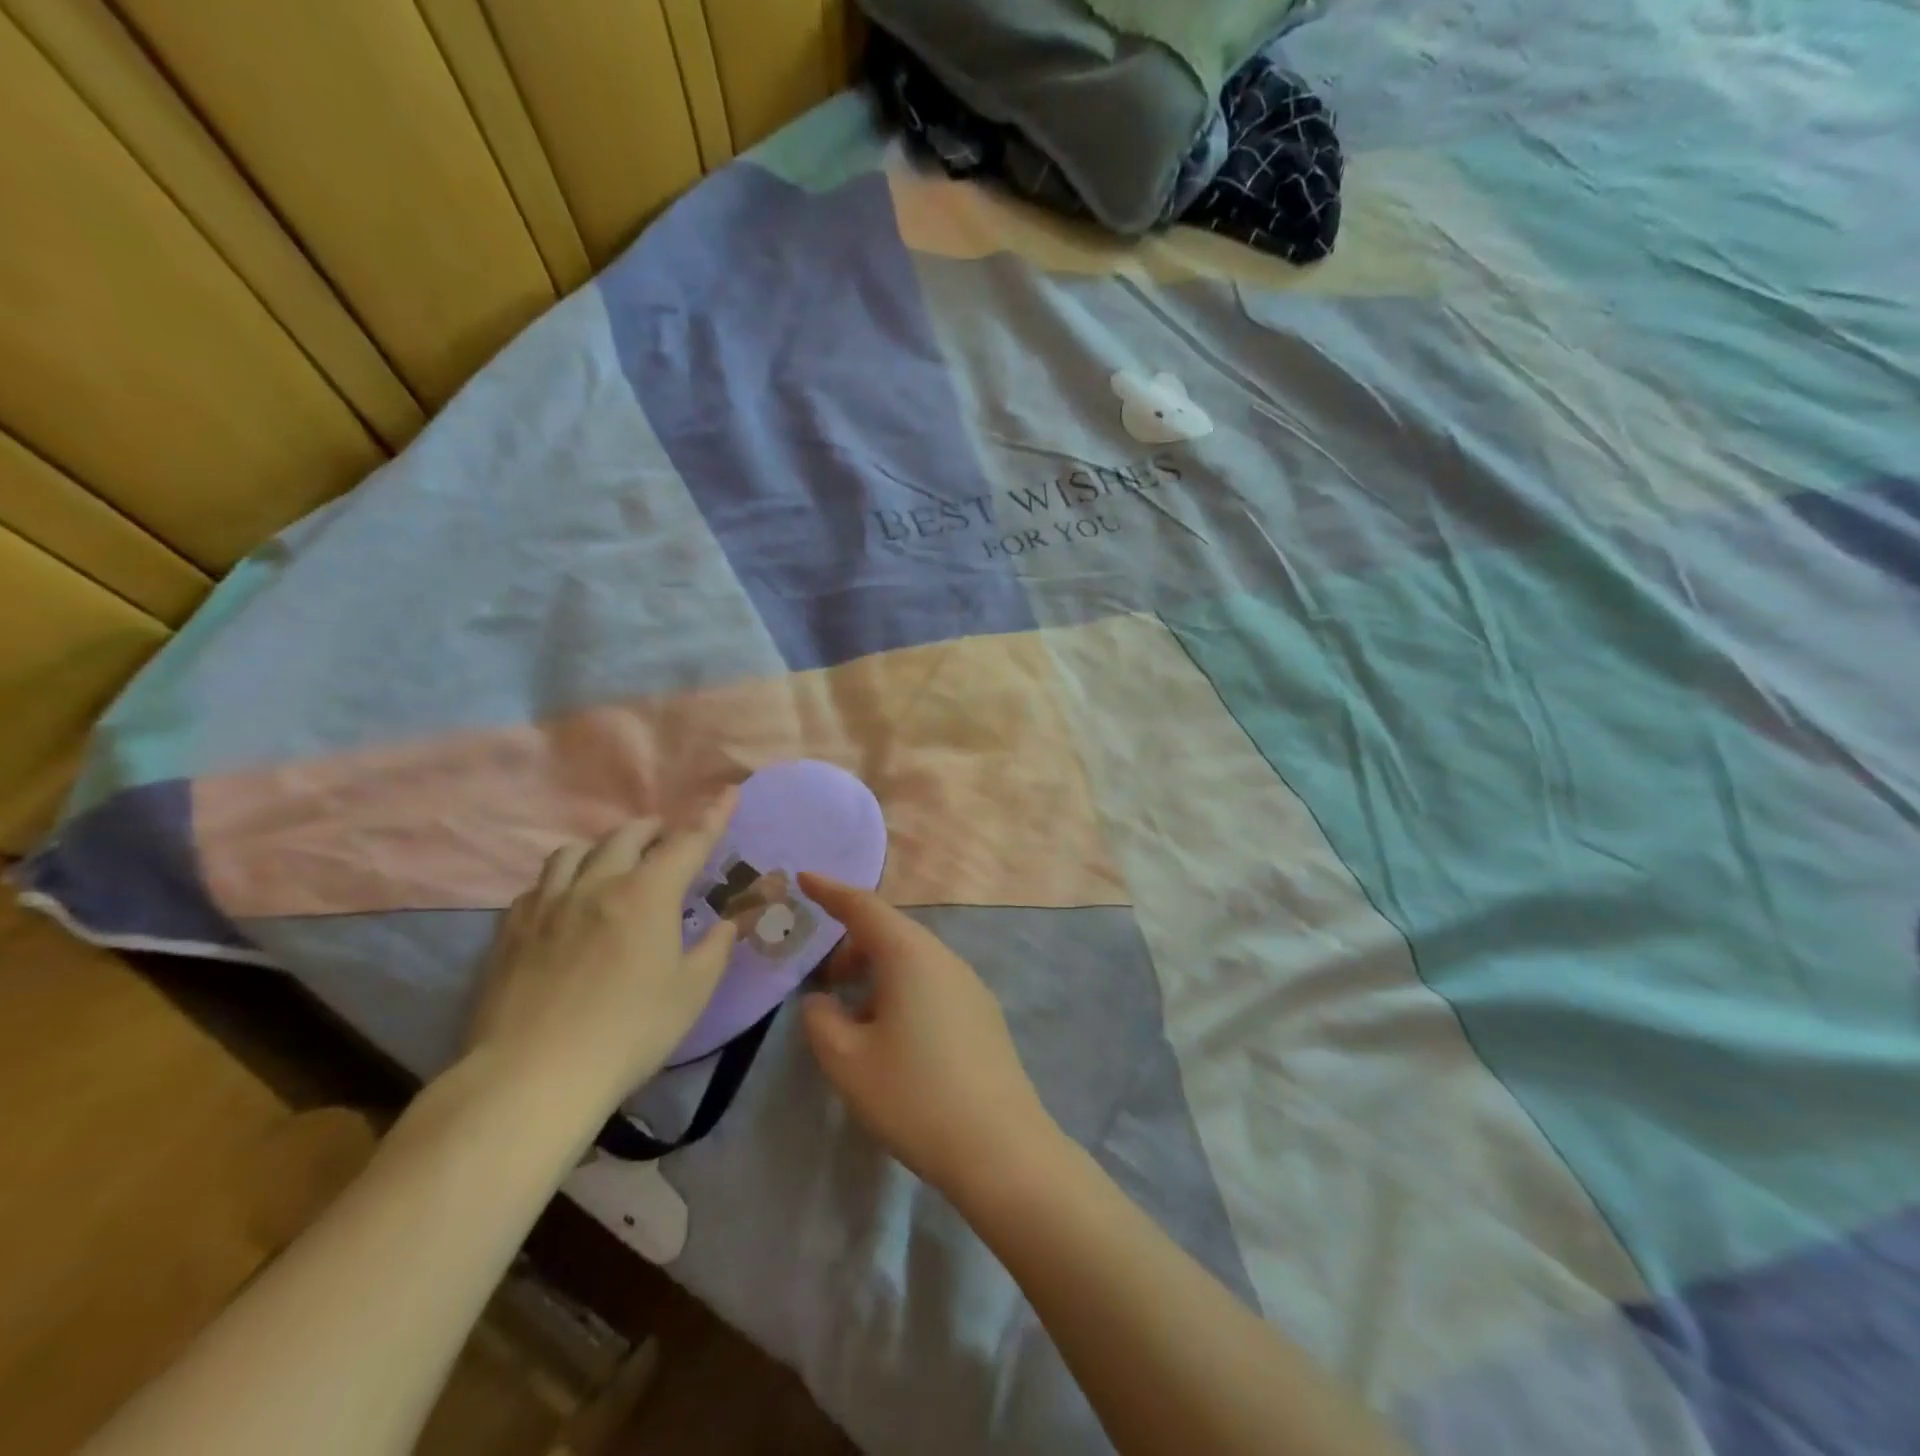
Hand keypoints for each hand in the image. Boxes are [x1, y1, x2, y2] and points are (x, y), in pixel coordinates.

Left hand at [466, 790, 739, 1107]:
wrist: (532, 1077)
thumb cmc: (629, 1032)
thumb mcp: (691, 993)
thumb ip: (714, 949)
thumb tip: (726, 923)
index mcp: (647, 895)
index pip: (688, 842)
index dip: (712, 816)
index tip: (729, 792)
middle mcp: (596, 885)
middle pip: (626, 836)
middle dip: (653, 829)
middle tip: (665, 837)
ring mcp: (547, 905)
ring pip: (573, 852)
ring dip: (601, 848)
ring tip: (612, 863)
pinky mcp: (511, 931)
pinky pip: (538, 885)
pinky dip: (561, 880)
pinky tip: (564, 902)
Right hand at [797, 874, 1056, 1195]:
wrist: (1000, 1146)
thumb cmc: (914, 1096)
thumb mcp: (848, 1062)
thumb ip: (821, 1020)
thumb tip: (824, 1002)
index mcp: (910, 955)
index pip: (864, 907)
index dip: (831, 891)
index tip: (804, 878)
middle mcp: (944, 958)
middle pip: (890, 933)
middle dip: (852, 948)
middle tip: (824, 985)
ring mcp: (969, 984)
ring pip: (912, 961)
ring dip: (877, 975)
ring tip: (855, 1022)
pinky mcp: (982, 1012)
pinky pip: (932, 983)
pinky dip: (902, 992)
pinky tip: (893, 1039)